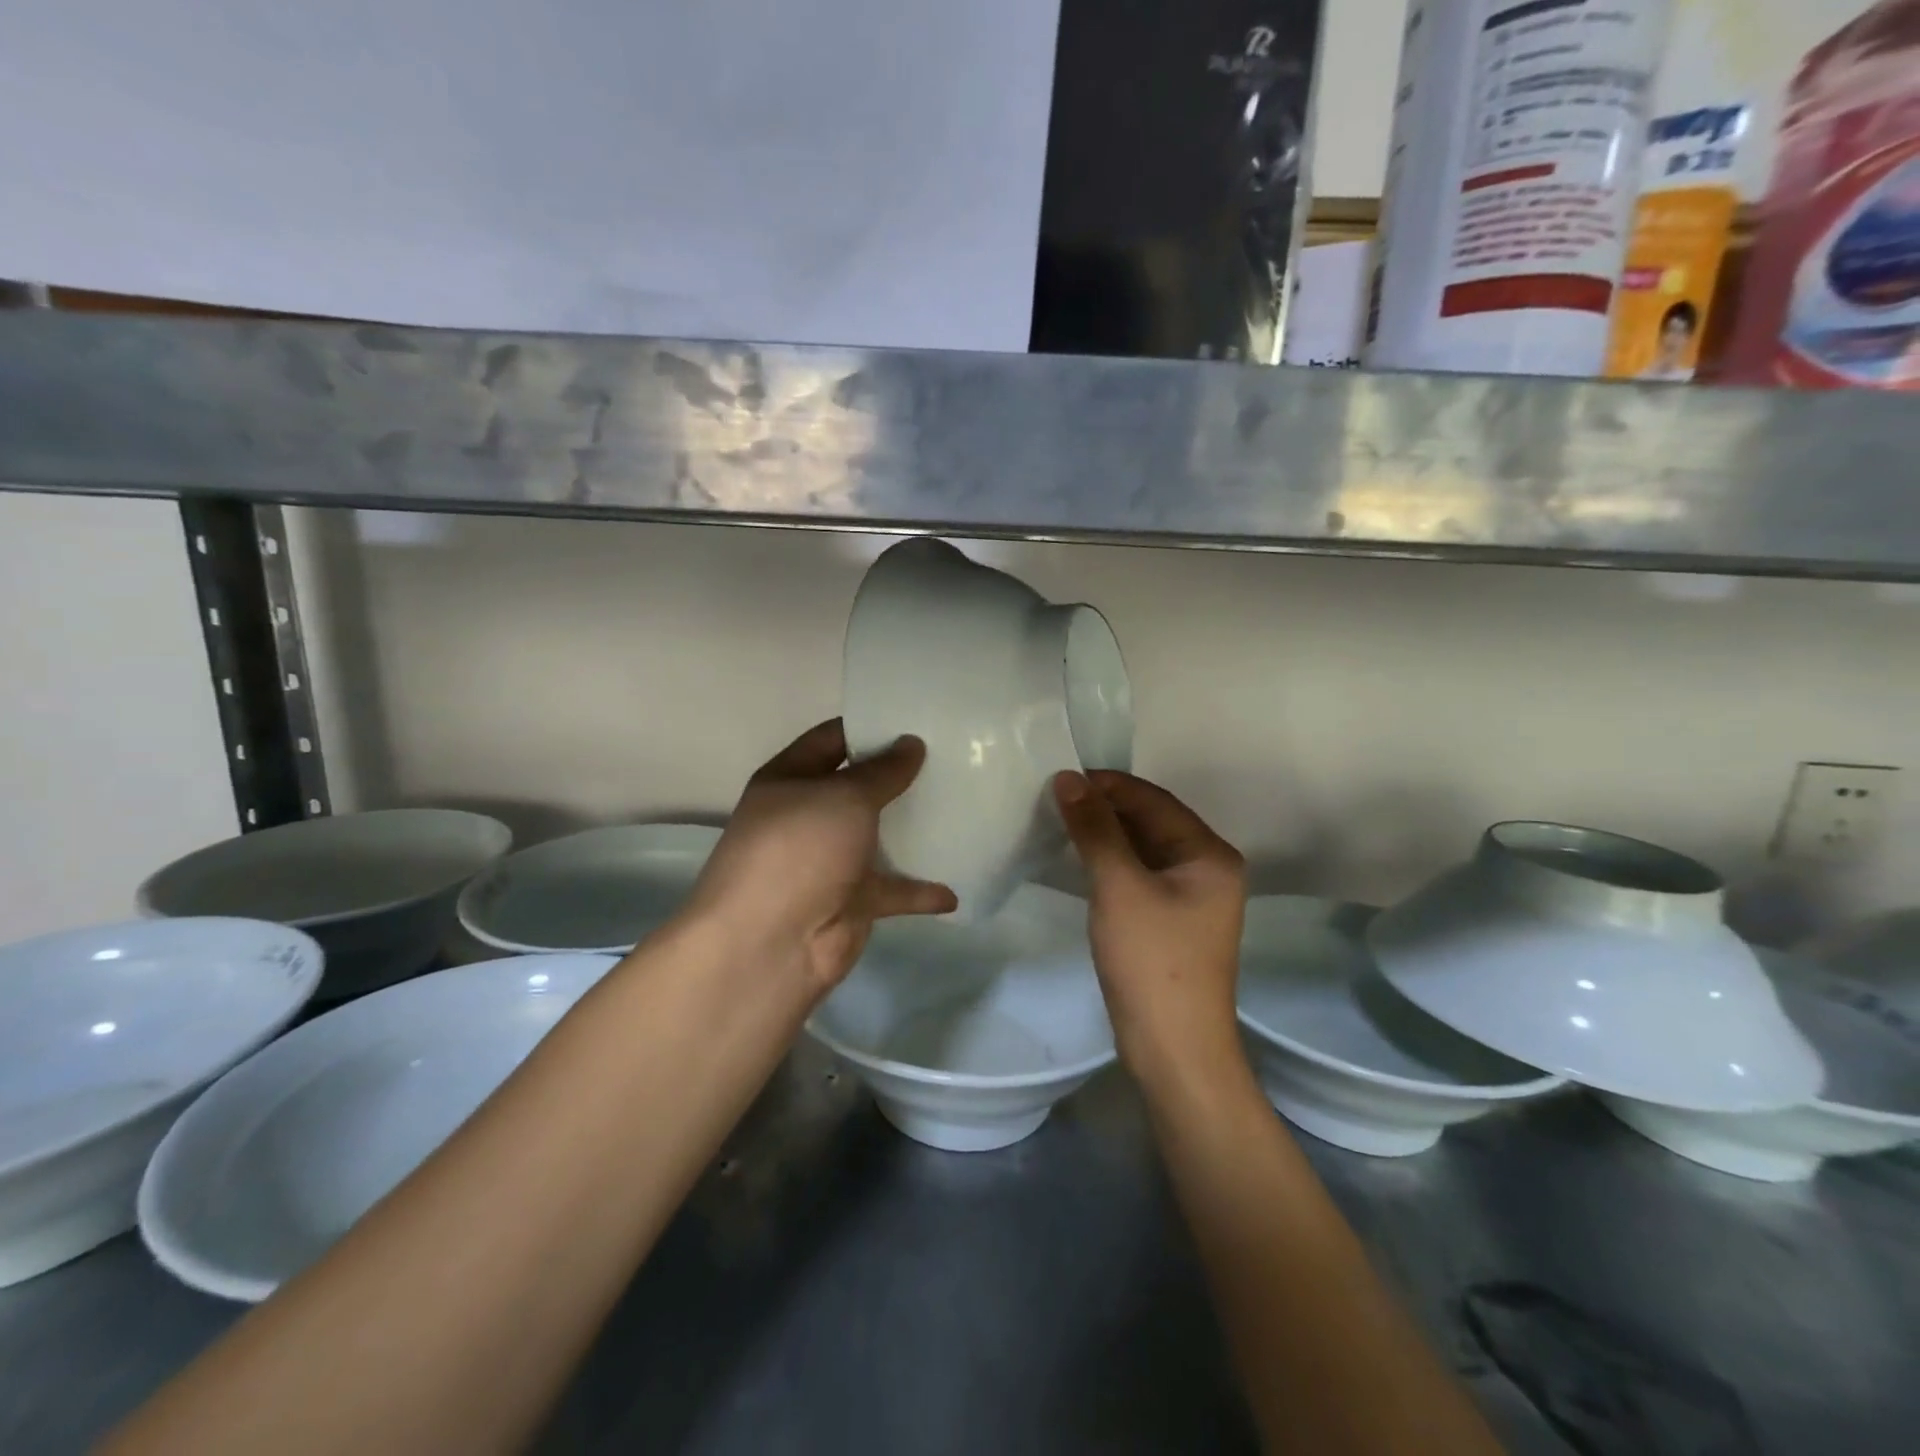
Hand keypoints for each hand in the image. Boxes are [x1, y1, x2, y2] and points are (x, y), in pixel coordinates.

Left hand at [685, 719, 956, 999]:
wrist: (771, 944)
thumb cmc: (800, 850)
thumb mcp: (844, 797)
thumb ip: (882, 771)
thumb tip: (911, 743)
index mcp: (790, 780)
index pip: (831, 739)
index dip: (869, 726)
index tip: (916, 718)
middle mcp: (807, 816)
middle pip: (858, 788)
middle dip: (898, 775)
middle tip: (950, 757)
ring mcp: (829, 861)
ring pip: (877, 838)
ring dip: (911, 829)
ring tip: (961, 807)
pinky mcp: (851, 901)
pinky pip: (893, 889)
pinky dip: (920, 891)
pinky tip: (954, 889)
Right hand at [1053, 770, 1245, 1078]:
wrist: (1173, 1048)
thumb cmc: (1152, 960)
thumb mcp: (1119, 886)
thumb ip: (1095, 829)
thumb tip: (1068, 778)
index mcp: (1209, 854)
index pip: (1154, 800)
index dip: (1107, 784)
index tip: (1061, 777)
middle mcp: (1206, 868)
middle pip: (1150, 822)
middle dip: (1104, 808)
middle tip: (1053, 798)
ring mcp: (1190, 897)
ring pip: (1142, 849)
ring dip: (1104, 835)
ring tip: (1058, 821)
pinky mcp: (1170, 921)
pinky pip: (1138, 875)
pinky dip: (1109, 862)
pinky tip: (1077, 859)